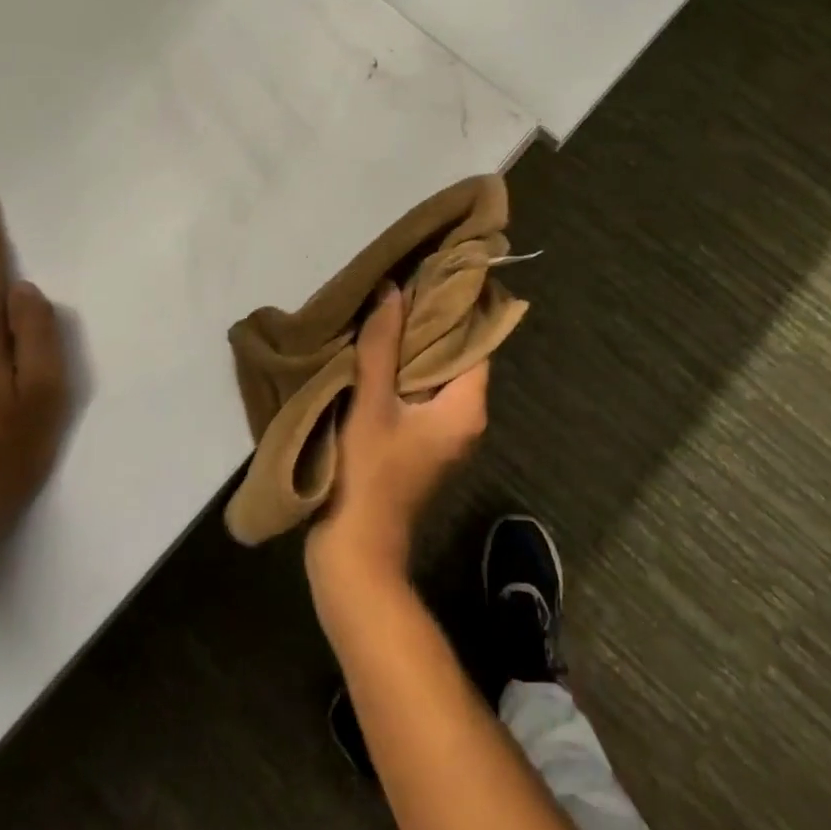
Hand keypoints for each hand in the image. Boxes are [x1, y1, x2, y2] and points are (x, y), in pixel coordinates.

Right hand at [306, 285, 488, 582]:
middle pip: (456, 357)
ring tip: (387, 310)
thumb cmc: (369, 475)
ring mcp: (445, 435)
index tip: (433, 275)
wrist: (356, 554)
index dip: (455, 310)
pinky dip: (404, 372)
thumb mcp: (372, 403)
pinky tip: (377, 352)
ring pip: (436, 376)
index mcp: (467, 408)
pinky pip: (422, 395)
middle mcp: (466, 419)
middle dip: (430, 324)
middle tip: (403, 286)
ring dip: (413, 348)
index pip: (475, 343)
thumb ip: (382, 345)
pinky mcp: (423, 445)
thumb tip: (394, 290)